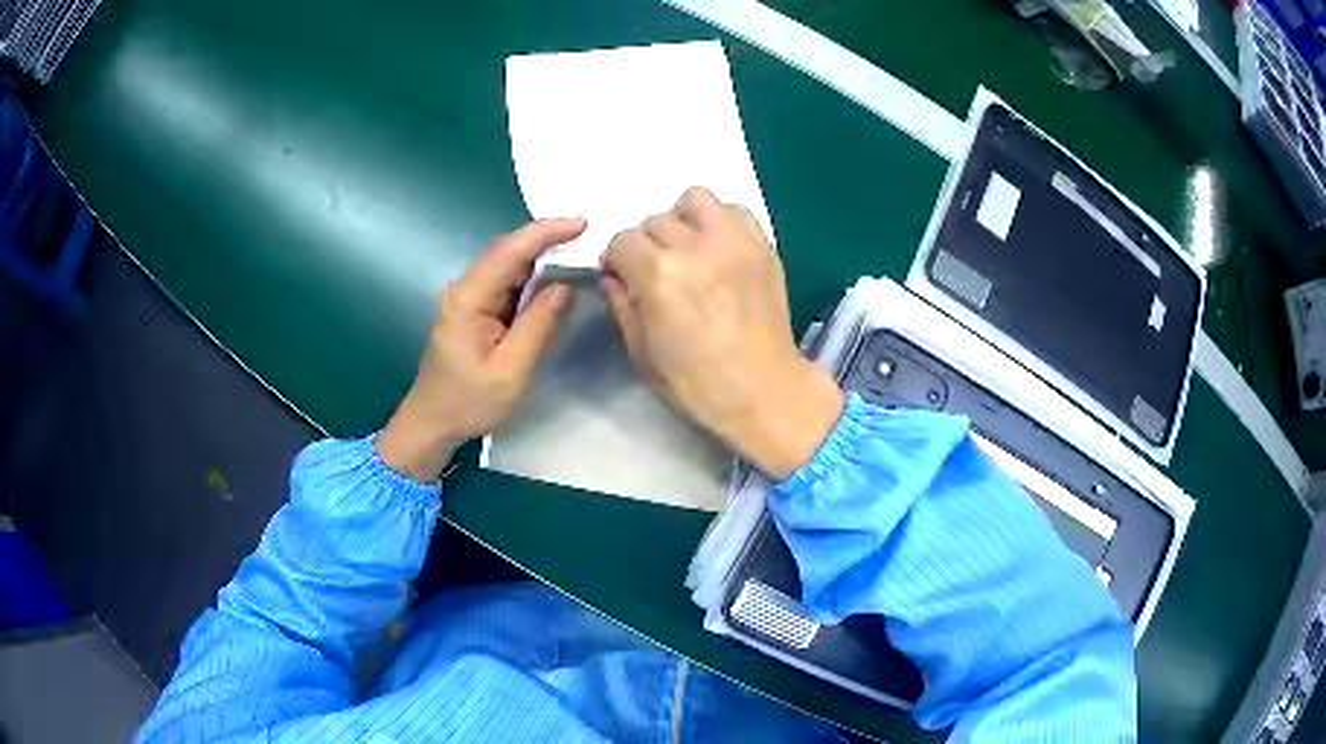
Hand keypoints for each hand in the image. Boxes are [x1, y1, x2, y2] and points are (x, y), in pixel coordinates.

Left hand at [377, 218, 585, 481]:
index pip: (509, 252)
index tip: (581, 223)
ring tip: (578, 248)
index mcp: (468, 299)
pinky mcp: (474, 310)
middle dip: (546, 237)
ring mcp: (468, 298)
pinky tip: (553, 275)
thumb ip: (538, 326)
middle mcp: (464, 289)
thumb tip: (563, 287)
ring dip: (541, 254)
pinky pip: (506, 282)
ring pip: (507, 264)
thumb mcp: (510, 371)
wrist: (432, 423)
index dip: (545, 233)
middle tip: (587, 232)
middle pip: (507, 251)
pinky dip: (531, 275)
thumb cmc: (468, 402)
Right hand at [602, 188, 842, 480]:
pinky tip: (718, 248)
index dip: (617, 261)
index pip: (622, 241)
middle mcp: (694, 246)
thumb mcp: (641, 352)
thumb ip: (621, 304)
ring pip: (695, 200)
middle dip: (648, 245)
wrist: (762, 390)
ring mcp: (733, 241)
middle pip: (655, 220)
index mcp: (658, 275)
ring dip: (683, 220)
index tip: (623, 278)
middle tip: (658, 271)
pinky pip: (734, 209)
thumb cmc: (695, 383)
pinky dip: (719, 221)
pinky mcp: (761, 244)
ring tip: (689, 248)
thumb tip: (613, 276)